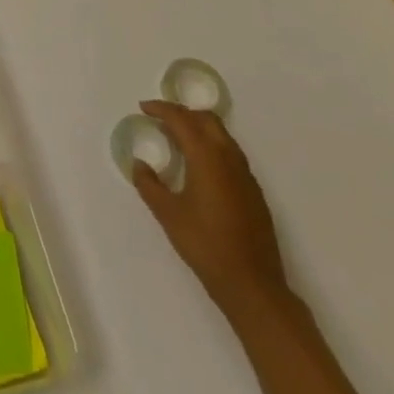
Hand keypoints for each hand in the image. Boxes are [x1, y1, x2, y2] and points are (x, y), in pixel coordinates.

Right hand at [132, 100, 289, 315]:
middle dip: (183, 114)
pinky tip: (201, 169)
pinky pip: (231, 154)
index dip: (161, 109)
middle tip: (161, 121)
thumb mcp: (168, 215)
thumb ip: (149, 185)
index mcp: (207, 157)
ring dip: (199, 129)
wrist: (253, 285)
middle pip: (206, 119)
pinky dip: (212, 147)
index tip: (144, 108)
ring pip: (222, 135)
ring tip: (178, 141)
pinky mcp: (254, 192)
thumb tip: (139, 165)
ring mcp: (246, 175)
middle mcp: (229, 158)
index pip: (182, 119)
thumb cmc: (206, 245)